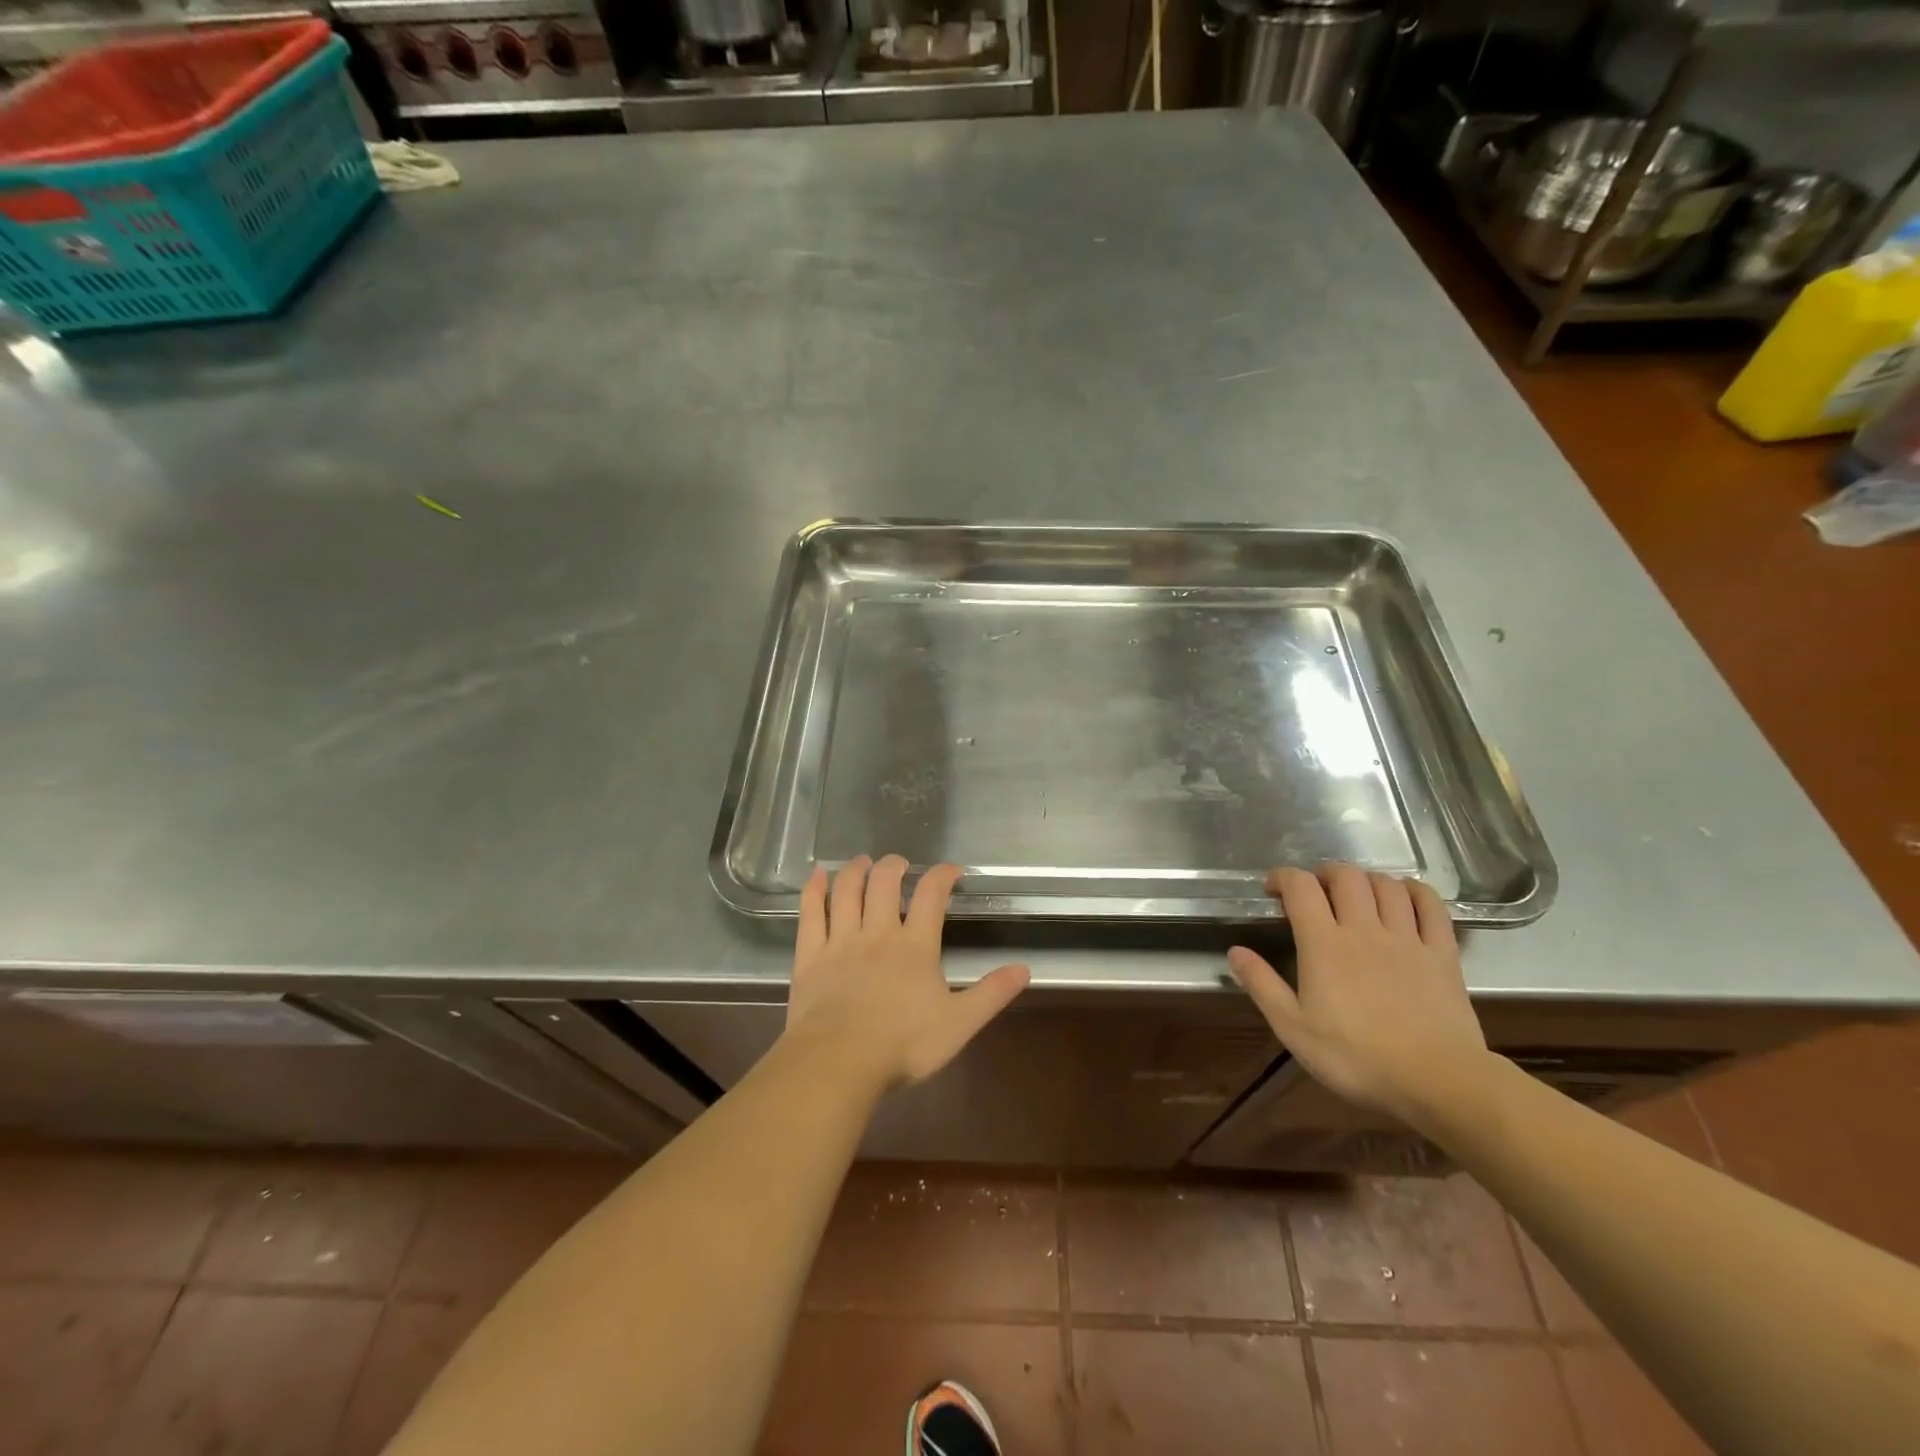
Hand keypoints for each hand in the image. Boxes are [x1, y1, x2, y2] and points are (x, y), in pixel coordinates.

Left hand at [785, 855, 1029, 1091]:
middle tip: (899, 863)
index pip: (931, 895)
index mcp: (915, 946)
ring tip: (862, 862)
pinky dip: (813, 890)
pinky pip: (811, 913)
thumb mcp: (959, 1023)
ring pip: (847, 891)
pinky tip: (816, 876)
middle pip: (885, 883)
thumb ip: (991, 994)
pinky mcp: (810, 956)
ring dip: (856, 870)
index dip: (942, 875)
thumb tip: (1024, 968)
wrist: (839, 1061)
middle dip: (894, 866)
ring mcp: (841, 941)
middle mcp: (878, 932)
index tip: (951, 870)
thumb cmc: (903, 1044)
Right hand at [1226, 864, 1488, 1126]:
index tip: (1273, 889)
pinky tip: (1404, 897)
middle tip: (1315, 892)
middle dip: (1324, 873)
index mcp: (1323, 943)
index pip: (1300, 887)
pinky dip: (1414, 891)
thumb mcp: (1293, 1028)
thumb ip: (1262, 985)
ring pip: (1386, 884)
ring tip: (1356, 895)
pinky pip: (1431, 905)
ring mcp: (1407, 938)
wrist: (1438, 1082)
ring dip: (1366, 880)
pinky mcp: (1442, 953)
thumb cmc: (1356, 1058)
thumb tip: (1234, 951)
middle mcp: (1364, 928)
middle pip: (1345, 876)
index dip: (1283, 877)